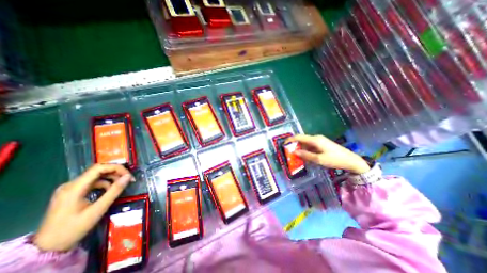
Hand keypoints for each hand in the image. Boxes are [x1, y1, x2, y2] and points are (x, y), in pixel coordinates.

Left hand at [33, 164, 134, 251]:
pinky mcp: (72, 193)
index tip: (129, 175)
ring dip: (111, 178)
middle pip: (98, 171)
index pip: (98, 168)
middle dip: (116, 173)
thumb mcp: (98, 210)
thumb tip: (128, 177)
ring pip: (96, 176)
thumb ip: (114, 191)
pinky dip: (104, 184)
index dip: (116, 168)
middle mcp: (70, 185)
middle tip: (128, 180)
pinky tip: (109, 191)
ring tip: (121, 186)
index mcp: (74, 188)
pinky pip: (92, 183)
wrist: (47, 248)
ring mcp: (69, 189)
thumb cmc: (73, 229)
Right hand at [287, 134, 368, 174]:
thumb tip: (294, 152)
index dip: (290, 140)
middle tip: (288, 152)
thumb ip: (306, 155)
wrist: (352, 161)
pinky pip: (310, 146)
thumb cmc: (335, 159)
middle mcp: (316, 138)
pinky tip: (304, 156)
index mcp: (315, 140)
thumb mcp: (319, 159)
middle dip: (294, 145)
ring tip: (294, 156)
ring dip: (299, 148)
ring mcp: (319, 141)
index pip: (299, 137)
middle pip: (301, 139)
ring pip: (305, 143)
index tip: (283, 144)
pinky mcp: (321, 144)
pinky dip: (305, 150)